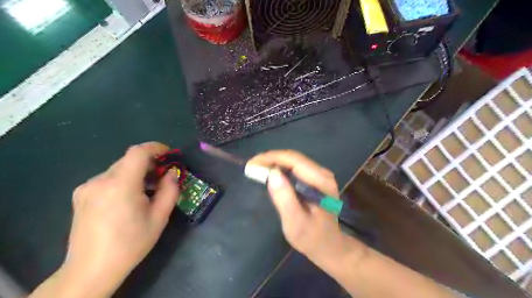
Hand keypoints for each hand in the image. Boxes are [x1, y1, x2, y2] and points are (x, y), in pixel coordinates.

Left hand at [61, 142, 175, 295]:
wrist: (91, 270)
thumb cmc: (131, 244)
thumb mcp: (159, 217)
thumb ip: (170, 190)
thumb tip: (172, 173)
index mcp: (120, 185)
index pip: (138, 152)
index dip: (156, 147)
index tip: (169, 154)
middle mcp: (99, 181)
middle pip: (129, 160)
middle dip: (149, 163)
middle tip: (163, 177)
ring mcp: (87, 187)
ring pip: (119, 169)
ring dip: (136, 173)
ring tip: (147, 190)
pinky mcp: (80, 195)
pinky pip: (108, 178)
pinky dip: (123, 180)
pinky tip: (128, 198)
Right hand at [249, 150, 352, 259]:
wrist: (328, 246)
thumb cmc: (311, 237)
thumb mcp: (295, 222)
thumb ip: (285, 198)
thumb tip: (272, 173)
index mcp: (321, 182)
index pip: (294, 160)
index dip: (271, 158)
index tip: (252, 164)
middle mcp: (323, 173)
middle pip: (293, 158)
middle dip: (270, 159)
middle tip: (251, 167)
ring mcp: (320, 175)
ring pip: (293, 161)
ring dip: (274, 163)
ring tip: (257, 169)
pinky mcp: (315, 180)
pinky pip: (294, 168)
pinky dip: (280, 169)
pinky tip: (270, 175)